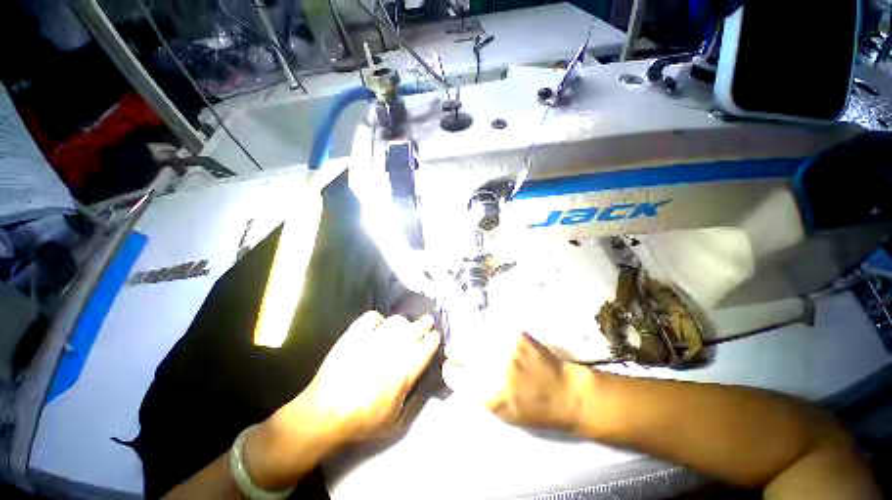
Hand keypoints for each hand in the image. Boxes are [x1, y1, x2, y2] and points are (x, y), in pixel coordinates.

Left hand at [301, 311, 440, 439]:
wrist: (323, 414)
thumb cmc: (362, 421)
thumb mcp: (395, 423)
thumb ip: (416, 402)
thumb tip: (427, 384)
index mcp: (405, 370)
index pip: (428, 345)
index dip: (434, 338)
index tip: (434, 337)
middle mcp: (393, 350)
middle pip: (417, 327)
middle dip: (425, 323)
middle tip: (426, 322)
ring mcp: (373, 339)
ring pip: (397, 320)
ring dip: (403, 323)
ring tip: (401, 328)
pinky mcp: (355, 334)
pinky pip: (372, 317)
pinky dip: (378, 319)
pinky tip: (377, 327)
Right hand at [442, 332, 582, 429]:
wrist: (564, 392)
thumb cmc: (532, 409)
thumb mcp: (498, 411)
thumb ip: (475, 390)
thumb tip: (458, 371)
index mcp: (484, 392)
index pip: (451, 372)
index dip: (451, 368)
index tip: (453, 366)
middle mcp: (490, 366)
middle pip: (458, 349)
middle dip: (455, 351)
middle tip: (457, 351)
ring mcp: (502, 346)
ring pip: (472, 335)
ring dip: (471, 340)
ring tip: (478, 345)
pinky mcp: (513, 333)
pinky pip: (490, 329)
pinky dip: (488, 334)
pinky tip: (494, 340)